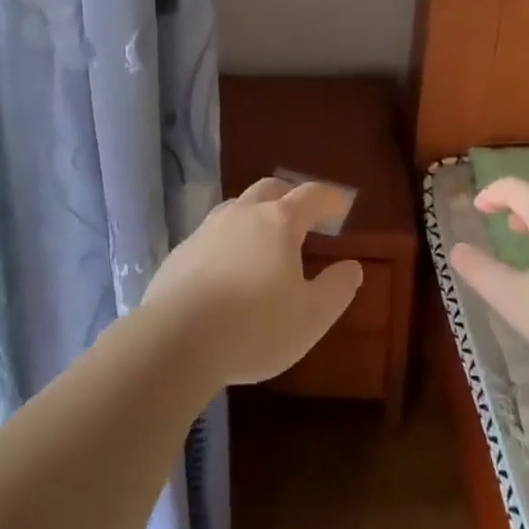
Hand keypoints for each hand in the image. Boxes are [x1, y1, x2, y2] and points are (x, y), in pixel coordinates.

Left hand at [143, 178, 363, 387]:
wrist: (176, 339)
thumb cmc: (254, 326)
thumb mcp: (311, 317)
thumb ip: (336, 289)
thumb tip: (352, 266)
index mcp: (278, 223)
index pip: (310, 195)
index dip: (329, 197)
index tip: (341, 204)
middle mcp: (242, 214)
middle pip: (270, 189)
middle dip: (290, 196)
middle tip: (302, 215)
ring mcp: (207, 229)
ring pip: (236, 207)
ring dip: (255, 215)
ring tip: (263, 240)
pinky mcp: (181, 252)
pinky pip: (211, 235)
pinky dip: (227, 241)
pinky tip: (226, 269)